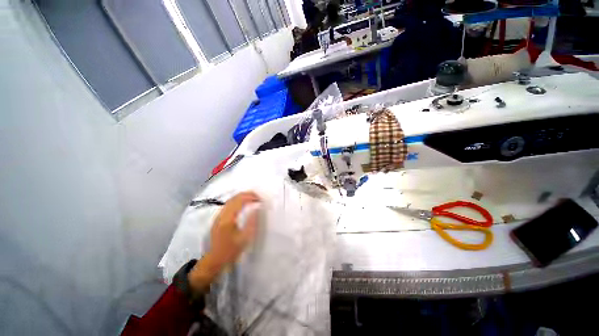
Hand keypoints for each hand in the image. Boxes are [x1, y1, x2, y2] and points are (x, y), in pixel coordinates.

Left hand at [189, 192, 261, 290]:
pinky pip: (228, 204)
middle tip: (257, 196)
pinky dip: (237, 200)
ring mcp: (218, 216)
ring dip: (242, 196)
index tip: (260, 199)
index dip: (250, 197)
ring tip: (252, 198)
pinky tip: (243, 203)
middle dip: (246, 194)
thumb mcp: (244, 238)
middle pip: (234, 198)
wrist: (214, 260)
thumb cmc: (231, 251)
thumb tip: (257, 208)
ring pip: (230, 200)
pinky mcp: (218, 218)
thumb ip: (252, 222)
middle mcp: (222, 214)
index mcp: (228, 219)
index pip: (239, 201)